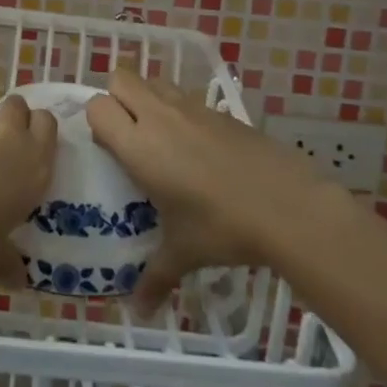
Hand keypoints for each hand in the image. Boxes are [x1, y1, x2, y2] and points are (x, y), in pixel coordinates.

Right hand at [88, 68, 328, 311]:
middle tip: (129, 134)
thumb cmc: (223, 228)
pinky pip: (186, 96)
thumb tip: (139, 310)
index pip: (98, 107)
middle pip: (121, 77)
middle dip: (117, 97)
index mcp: (139, 145)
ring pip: (154, 81)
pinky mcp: (220, 110)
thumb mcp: (184, 253)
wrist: (288, 206)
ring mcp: (192, 107)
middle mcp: (160, 117)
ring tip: (160, 136)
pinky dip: (181, 111)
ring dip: (148, 98)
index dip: (97, 121)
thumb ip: (155, 276)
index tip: (109, 148)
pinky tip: (198, 148)